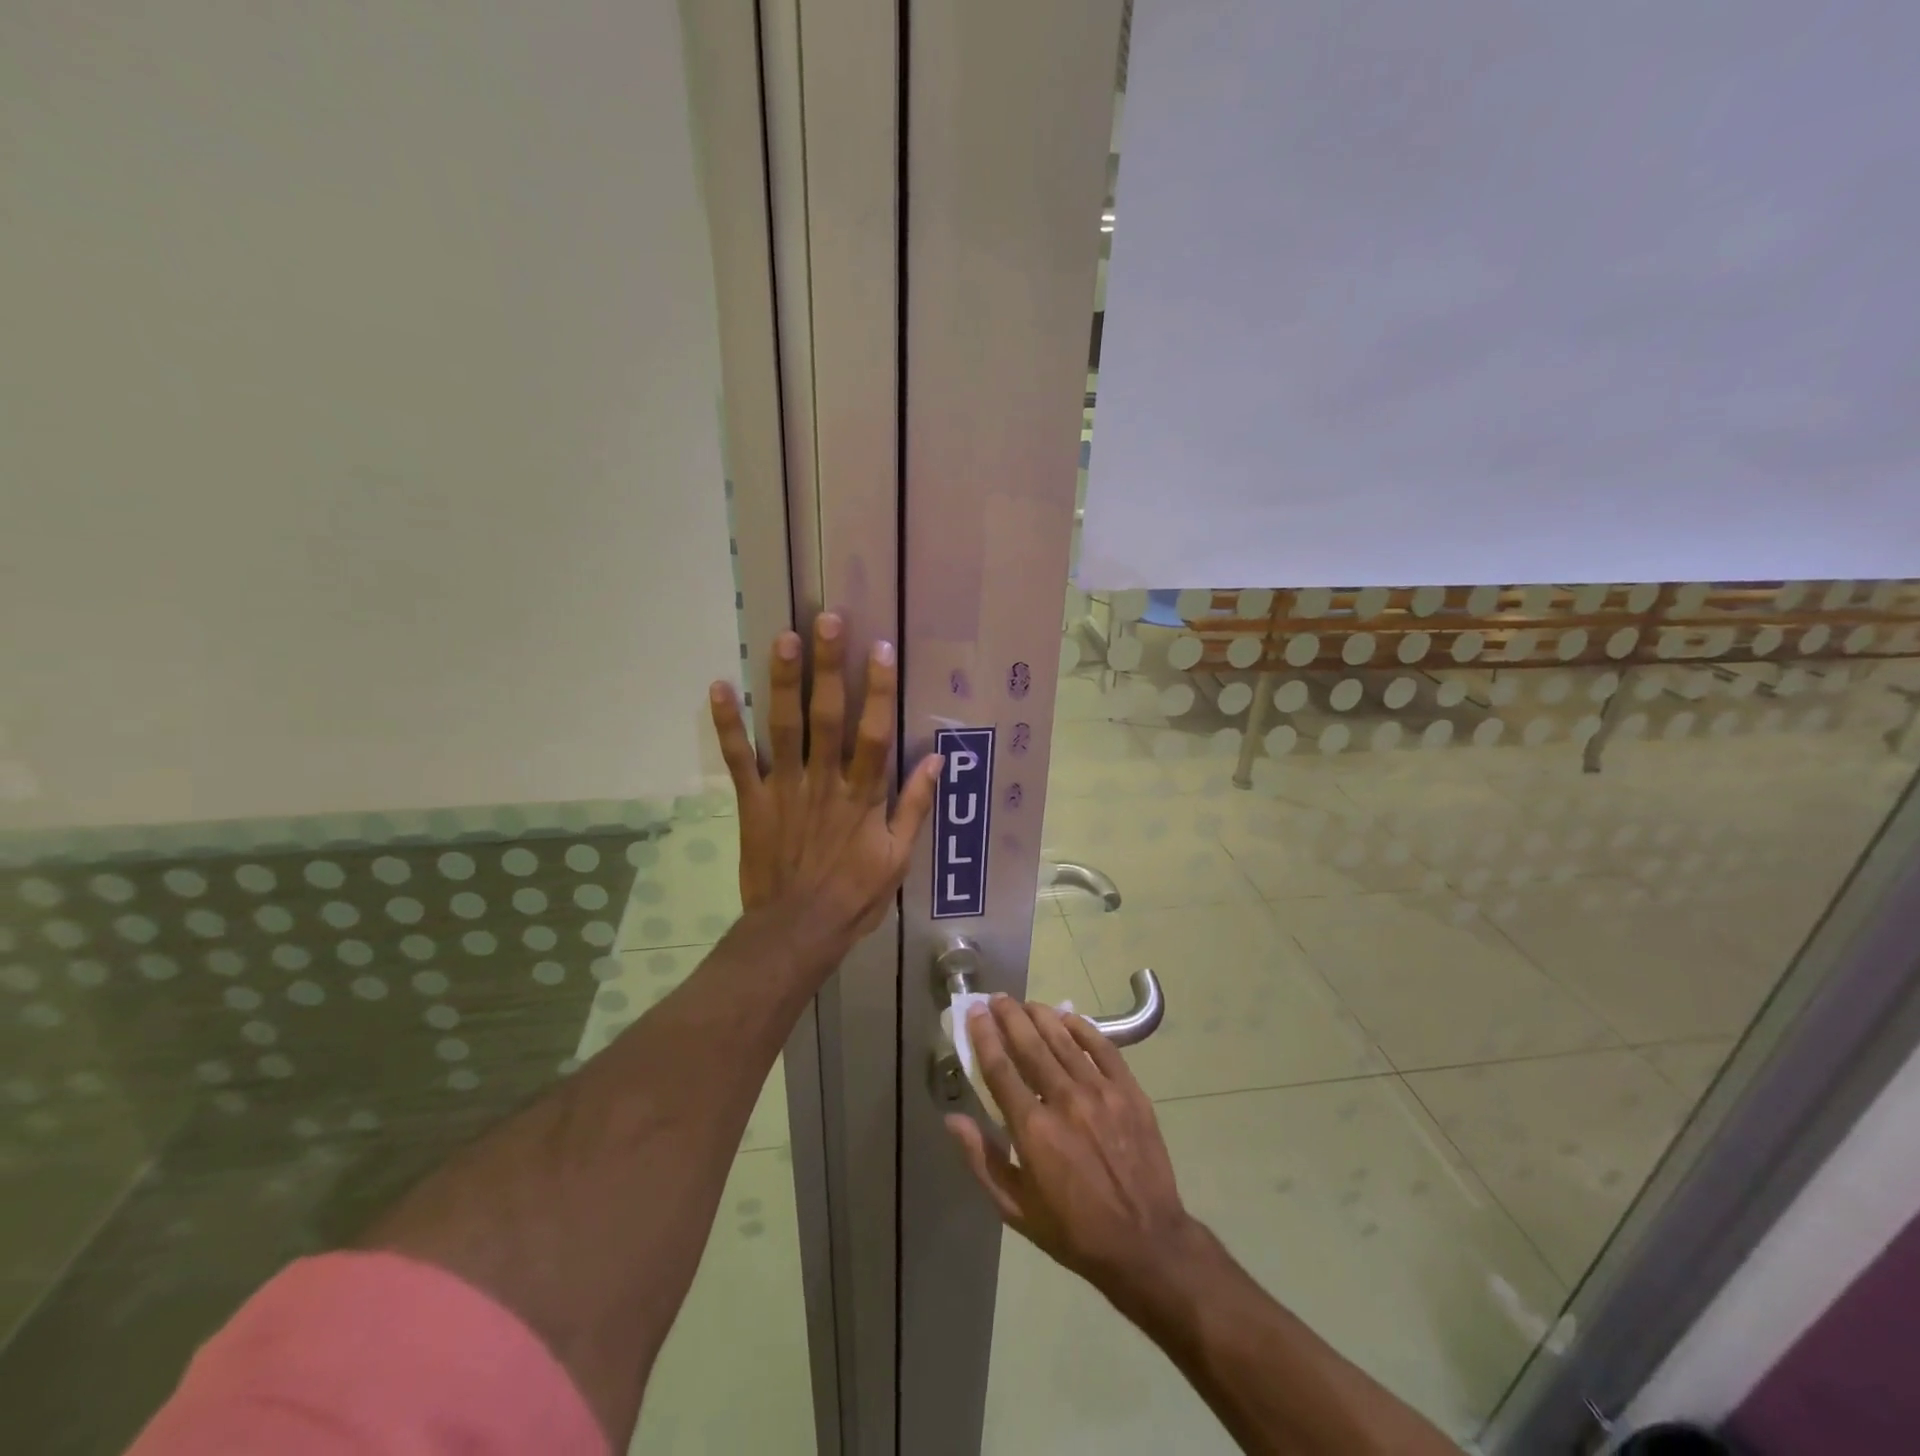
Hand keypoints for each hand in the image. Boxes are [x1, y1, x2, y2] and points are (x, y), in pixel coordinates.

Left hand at [708, 614, 940, 951]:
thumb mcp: (899, 858)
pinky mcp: (752, 802)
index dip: (878, 690)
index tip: (880, 648)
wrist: (797, 932)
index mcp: (862, 796)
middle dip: (828, 667)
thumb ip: (915, 806)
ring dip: (783, 682)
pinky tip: (719, 687)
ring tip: (783, 638)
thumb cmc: (855, 896)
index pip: (873, 734)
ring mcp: (784, 790)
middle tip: (826, 619)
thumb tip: (937, 758)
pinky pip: (738, 760)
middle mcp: (823, 782)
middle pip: (826, 717)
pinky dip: (726, 725)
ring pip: (783, 728)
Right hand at [946, 996, 1203, 1302]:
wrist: (1146, 1244)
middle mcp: (1065, 1101)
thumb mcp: (1017, 1210)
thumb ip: (983, 1159)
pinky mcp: (1130, 1092)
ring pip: (1064, 1039)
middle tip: (997, 998)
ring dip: (1041, 1016)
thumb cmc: (1074, 1231)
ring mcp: (1101, 1093)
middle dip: (1009, 1016)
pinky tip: (1068, 1017)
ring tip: (1026, 1003)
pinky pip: (1103, 1047)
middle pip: (1030, 1044)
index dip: (984, 1036)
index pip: (1000, 1069)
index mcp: (1034, 1130)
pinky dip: (1083, 1027)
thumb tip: (952, 1118)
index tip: (975, 1013)